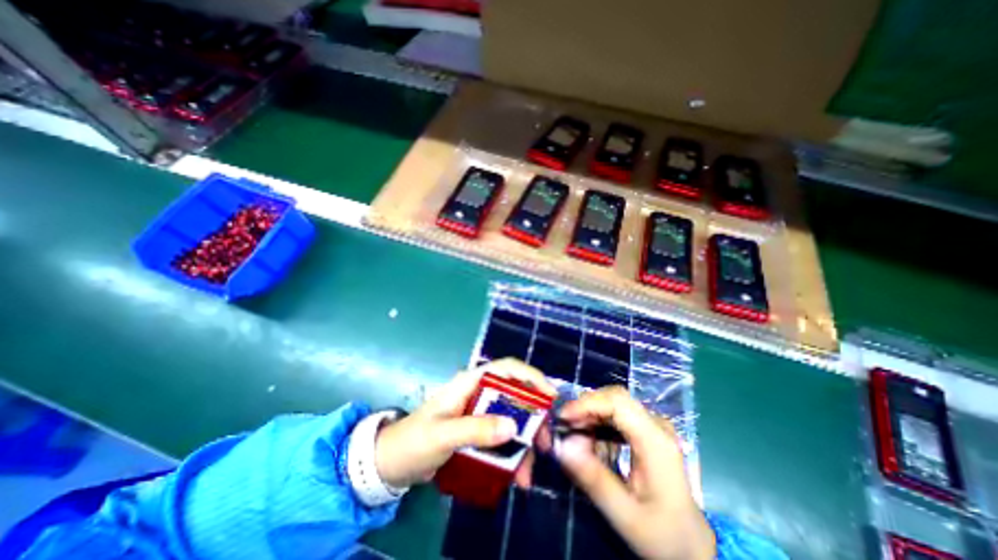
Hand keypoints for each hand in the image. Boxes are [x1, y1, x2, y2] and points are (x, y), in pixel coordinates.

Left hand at [374, 362, 552, 486]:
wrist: (392, 463)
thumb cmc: (414, 442)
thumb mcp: (443, 436)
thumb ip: (475, 429)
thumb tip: (513, 426)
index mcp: (470, 383)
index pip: (506, 368)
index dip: (530, 376)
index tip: (549, 395)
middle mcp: (478, 393)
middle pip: (514, 395)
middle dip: (532, 416)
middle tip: (543, 442)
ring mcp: (479, 413)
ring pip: (511, 419)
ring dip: (523, 442)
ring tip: (528, 471)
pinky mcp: (477, 431)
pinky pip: (502, 437)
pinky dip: (512, 454)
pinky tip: (516, 475)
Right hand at [559, 384, 713, 558]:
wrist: (691, 546)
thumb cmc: (662, 535)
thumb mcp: (625, 515)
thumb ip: (593, 478)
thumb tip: (561, 446)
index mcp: (656, 441)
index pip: (617, 402)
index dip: (587, 403)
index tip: (562, 418)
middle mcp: (656, 425)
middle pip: (614, 398)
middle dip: (586, 408)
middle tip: (565, 427)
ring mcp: (653, 426)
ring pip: (613, 403)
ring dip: (590, 415)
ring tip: (575, 437)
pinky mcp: (647, 431)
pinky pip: (616, 415)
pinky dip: (599, 423)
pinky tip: (592, 442)